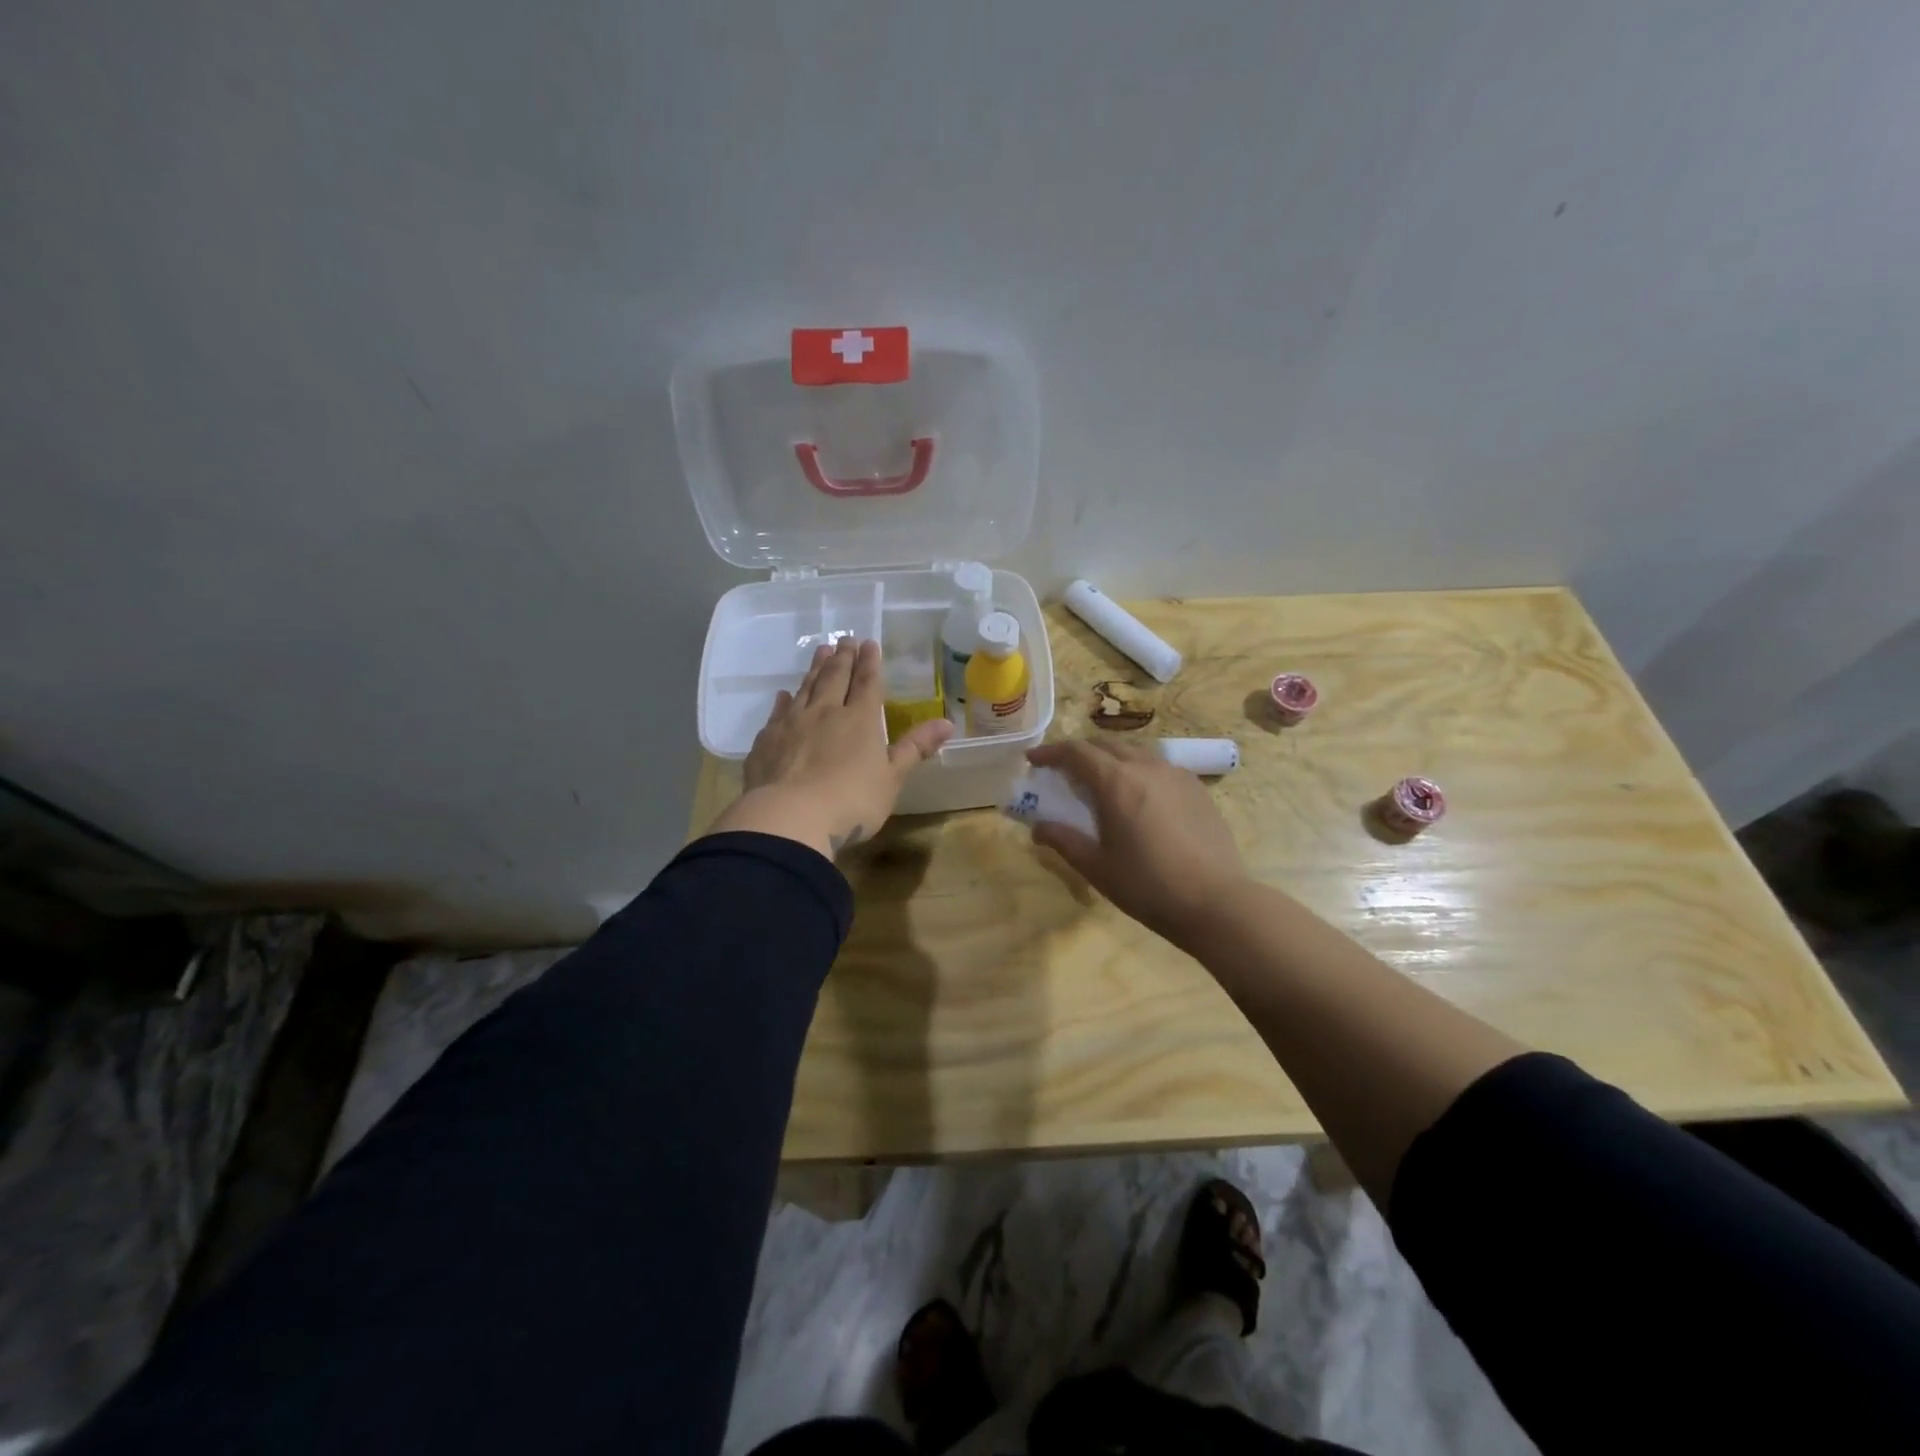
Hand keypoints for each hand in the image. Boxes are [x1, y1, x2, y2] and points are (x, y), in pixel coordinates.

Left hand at [708, 638, 952, 859]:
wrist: (789, 818)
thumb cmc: (851, 801)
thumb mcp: (892, 778)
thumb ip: (915, 748)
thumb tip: (947, 723)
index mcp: (860, 720)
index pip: (867, 684)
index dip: (870, 663)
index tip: (869, 643)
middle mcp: (825, 713)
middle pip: (835, 678)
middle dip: (842, 658)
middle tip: (844, 639)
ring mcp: (792, 725)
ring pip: (806, 688)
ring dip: (815, 669)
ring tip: (820, 652)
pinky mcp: (767, 741)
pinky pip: (778, 713)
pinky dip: (784, 701)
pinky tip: (784, 695)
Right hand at [1025, 739, 1246, 946]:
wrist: (1216, 901)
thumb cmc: (1148, 886)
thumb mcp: (1097, 867)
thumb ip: (1064, 841)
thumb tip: (1038, 828)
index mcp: (1116, 782)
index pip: (1076, 752)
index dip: (1050, 752)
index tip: (1033, 760)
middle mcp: (1146, 767)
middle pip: (1105, 744)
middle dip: (1079, 752)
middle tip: (1063, 772)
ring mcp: (1176, 775)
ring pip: (1134, 752)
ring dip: (1110, 759)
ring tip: (1100, 782)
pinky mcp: (1196, 788)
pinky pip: (1158, 767)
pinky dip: (1137, 771)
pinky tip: (1138, 797)